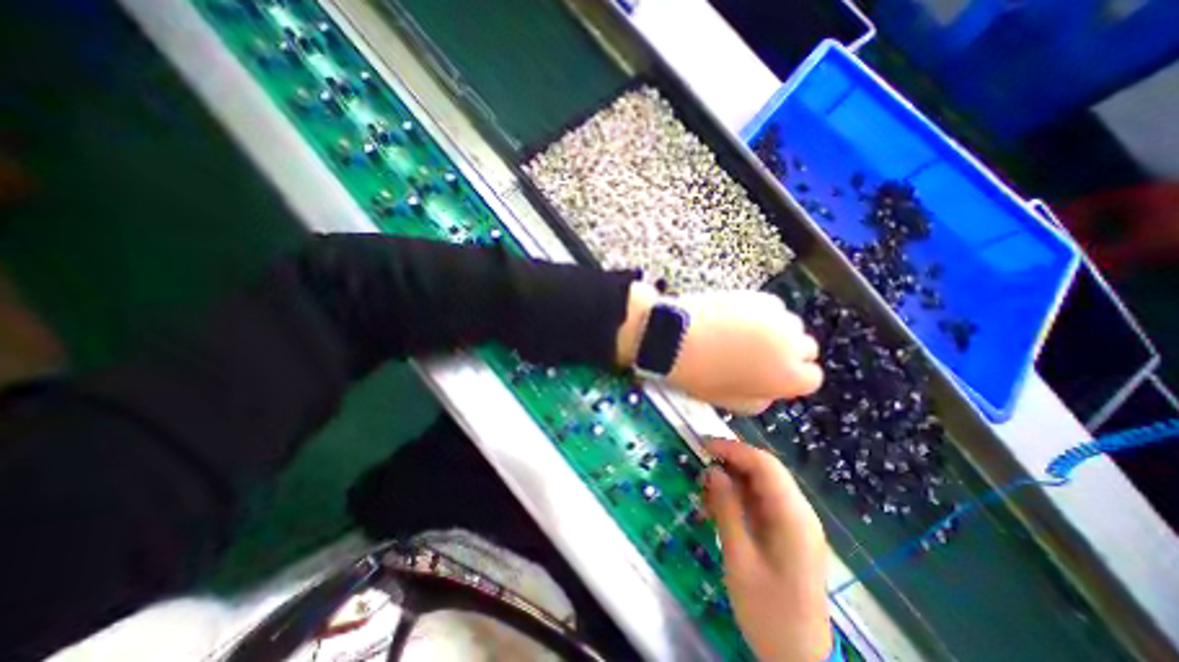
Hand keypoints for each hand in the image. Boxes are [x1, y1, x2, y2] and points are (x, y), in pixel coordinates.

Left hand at [618, 282, 822, 412]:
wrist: (676, 338)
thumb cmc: (701, 375)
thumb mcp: (730, 401)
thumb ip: (759, 399)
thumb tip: (770, 392)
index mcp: (789, 378)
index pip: (811, 377)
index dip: (789, 375)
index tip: (772, 372)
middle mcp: (793, 345)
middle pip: (804, 347)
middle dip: (786, 351)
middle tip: (756, 353)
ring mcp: (778, 318)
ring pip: (788, 325)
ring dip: (774, 330)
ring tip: (741, 334)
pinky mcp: (760, 297)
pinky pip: (770, 308)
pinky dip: (759, 313)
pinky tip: (734, 318)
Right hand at [704, 438, 832, 661]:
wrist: (801, 661)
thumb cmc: (769, 613)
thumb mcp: (740, 559)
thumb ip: (727, 510)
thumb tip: (712, 471)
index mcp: (793, 518)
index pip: (765, 465)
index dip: (733, 449)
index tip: (703, 445)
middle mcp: (799, 513)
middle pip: (765, 470)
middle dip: (731, 461)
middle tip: (700, 463)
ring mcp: (795, 522)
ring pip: (761, 483)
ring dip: (732, 480)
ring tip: (704, 491)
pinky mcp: (787, 532)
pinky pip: (761, 502)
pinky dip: (738, 498)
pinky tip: (717, 508)